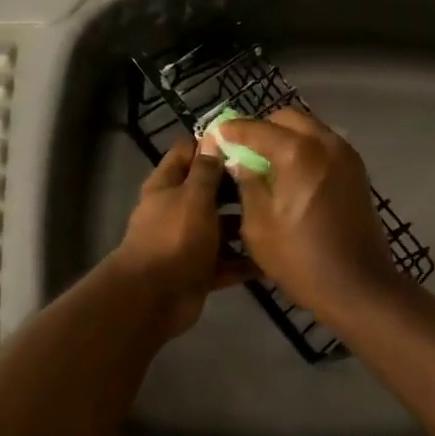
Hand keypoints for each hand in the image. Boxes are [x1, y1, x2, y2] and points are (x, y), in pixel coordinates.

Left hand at [109, 139, 255, 339]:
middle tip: (274, 179)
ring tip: (281, 216)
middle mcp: (176, 210)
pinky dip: (246, 263)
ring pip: (221, 228)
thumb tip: (214, 137)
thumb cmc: (174, 237)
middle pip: (209, 191)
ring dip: (246, 226)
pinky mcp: (200, 271)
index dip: (212, 145)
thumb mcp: (193, 196)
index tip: (247, 141)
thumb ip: (206, 170)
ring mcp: (188, 242)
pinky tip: (274, 258)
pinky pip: (227, 263)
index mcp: (167, 185)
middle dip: (237, 186)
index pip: (187, 152)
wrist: (154, 298)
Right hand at [214, 109, 404, 320]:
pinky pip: (324, 145)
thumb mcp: (258, 224)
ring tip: (266, 163)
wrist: (358, 285)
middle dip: (262, 128)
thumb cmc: (300, 259)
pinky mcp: (357, 171)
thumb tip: (239, 160)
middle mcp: (326, 143)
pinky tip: (291, 174)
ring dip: (286, 137)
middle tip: (242, 150)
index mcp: (298, 152)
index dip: (233, 131)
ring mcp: (346, 155)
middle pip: (288, 119)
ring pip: (309, 129)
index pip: (257, 128)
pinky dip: (305, 149)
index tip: (216, 136)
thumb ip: (247, 183)